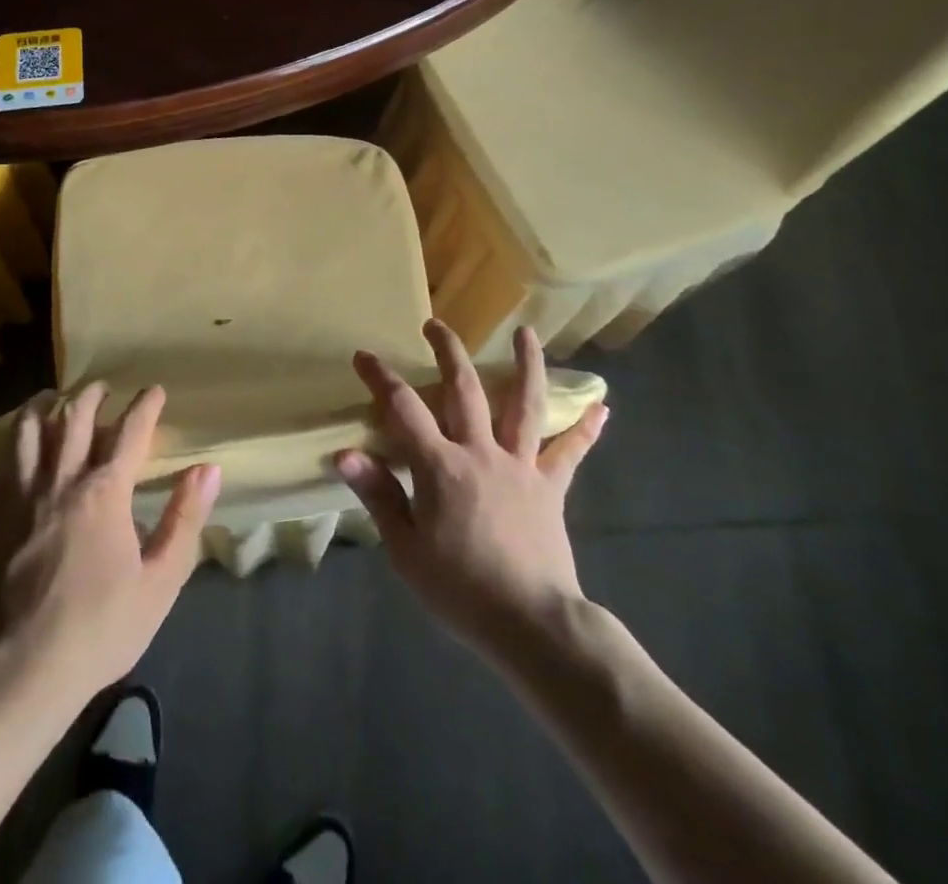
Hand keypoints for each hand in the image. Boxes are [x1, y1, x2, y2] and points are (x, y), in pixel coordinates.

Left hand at [0, 384, 219, 710]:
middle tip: (101, 388)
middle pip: (73, 419)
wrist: (31, 669)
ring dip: (37, 407)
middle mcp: (60, 481)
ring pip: (24, 433)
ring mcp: (18, 497)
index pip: (130, 433)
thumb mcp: (162, 579)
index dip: (145, 407)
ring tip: (48, 397)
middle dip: (90, 395)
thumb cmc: (104, 626)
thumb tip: (208, 469)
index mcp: (104, 492)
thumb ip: (185, 518)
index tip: (155, 391)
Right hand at [336, 320, 607, 658]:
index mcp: (440, 466)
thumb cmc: (460, 589)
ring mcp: (520, 466)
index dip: (380, 378)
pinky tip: (602, 406)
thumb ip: (378, 494)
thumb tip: (345, 453)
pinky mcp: (550, 487)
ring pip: (523, 405)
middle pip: (464, 389)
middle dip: (447, 352)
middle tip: (435, 324)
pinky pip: (568, 452)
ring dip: (525, 365)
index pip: (403, 409)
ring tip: (528, 333)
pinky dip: (584, 428)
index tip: (363, 355)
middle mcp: (480, 452)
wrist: (532, 624)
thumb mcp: (405, 548)